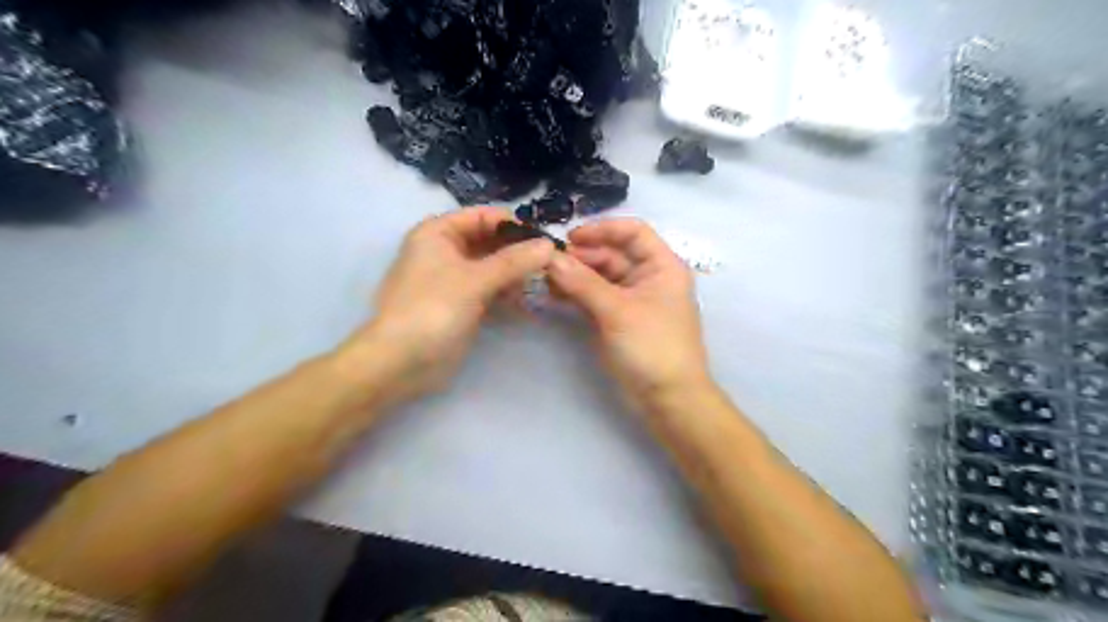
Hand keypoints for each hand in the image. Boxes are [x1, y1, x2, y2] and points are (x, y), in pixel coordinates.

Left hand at [330, 210, 550, 408]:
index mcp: (438, 233)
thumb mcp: (474, 280)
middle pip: (490, 241)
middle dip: (519, 251)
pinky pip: (491, 290)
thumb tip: (550, 245)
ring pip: (493, 267)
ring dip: (517, 274)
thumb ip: (514, 261)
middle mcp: (446, 250)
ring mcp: (454, 279)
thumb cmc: (432, 309)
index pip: (484, 216)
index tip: (547, 237)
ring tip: (547, 283)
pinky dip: (509, 293)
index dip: (514, 224)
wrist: (401, 362)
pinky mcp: (462, 304)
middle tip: (553, 263)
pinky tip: (531, 302)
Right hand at [545, 220, 709, 413]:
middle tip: (548, 263)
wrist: (668, 398)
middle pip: (612, 253)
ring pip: (600, 276)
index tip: (570, 238)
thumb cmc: (652, 347)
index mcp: (661, 266)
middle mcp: (648, 277)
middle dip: (581, 256)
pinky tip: (554, 293)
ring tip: (545, 279)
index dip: (602, 229)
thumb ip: (582, 283)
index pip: (633, 231)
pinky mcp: (619, 319)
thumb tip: (550, 258)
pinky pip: (596, 297)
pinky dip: (577, 294)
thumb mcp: (617, 311)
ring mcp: (632, 299)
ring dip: (575, 275)